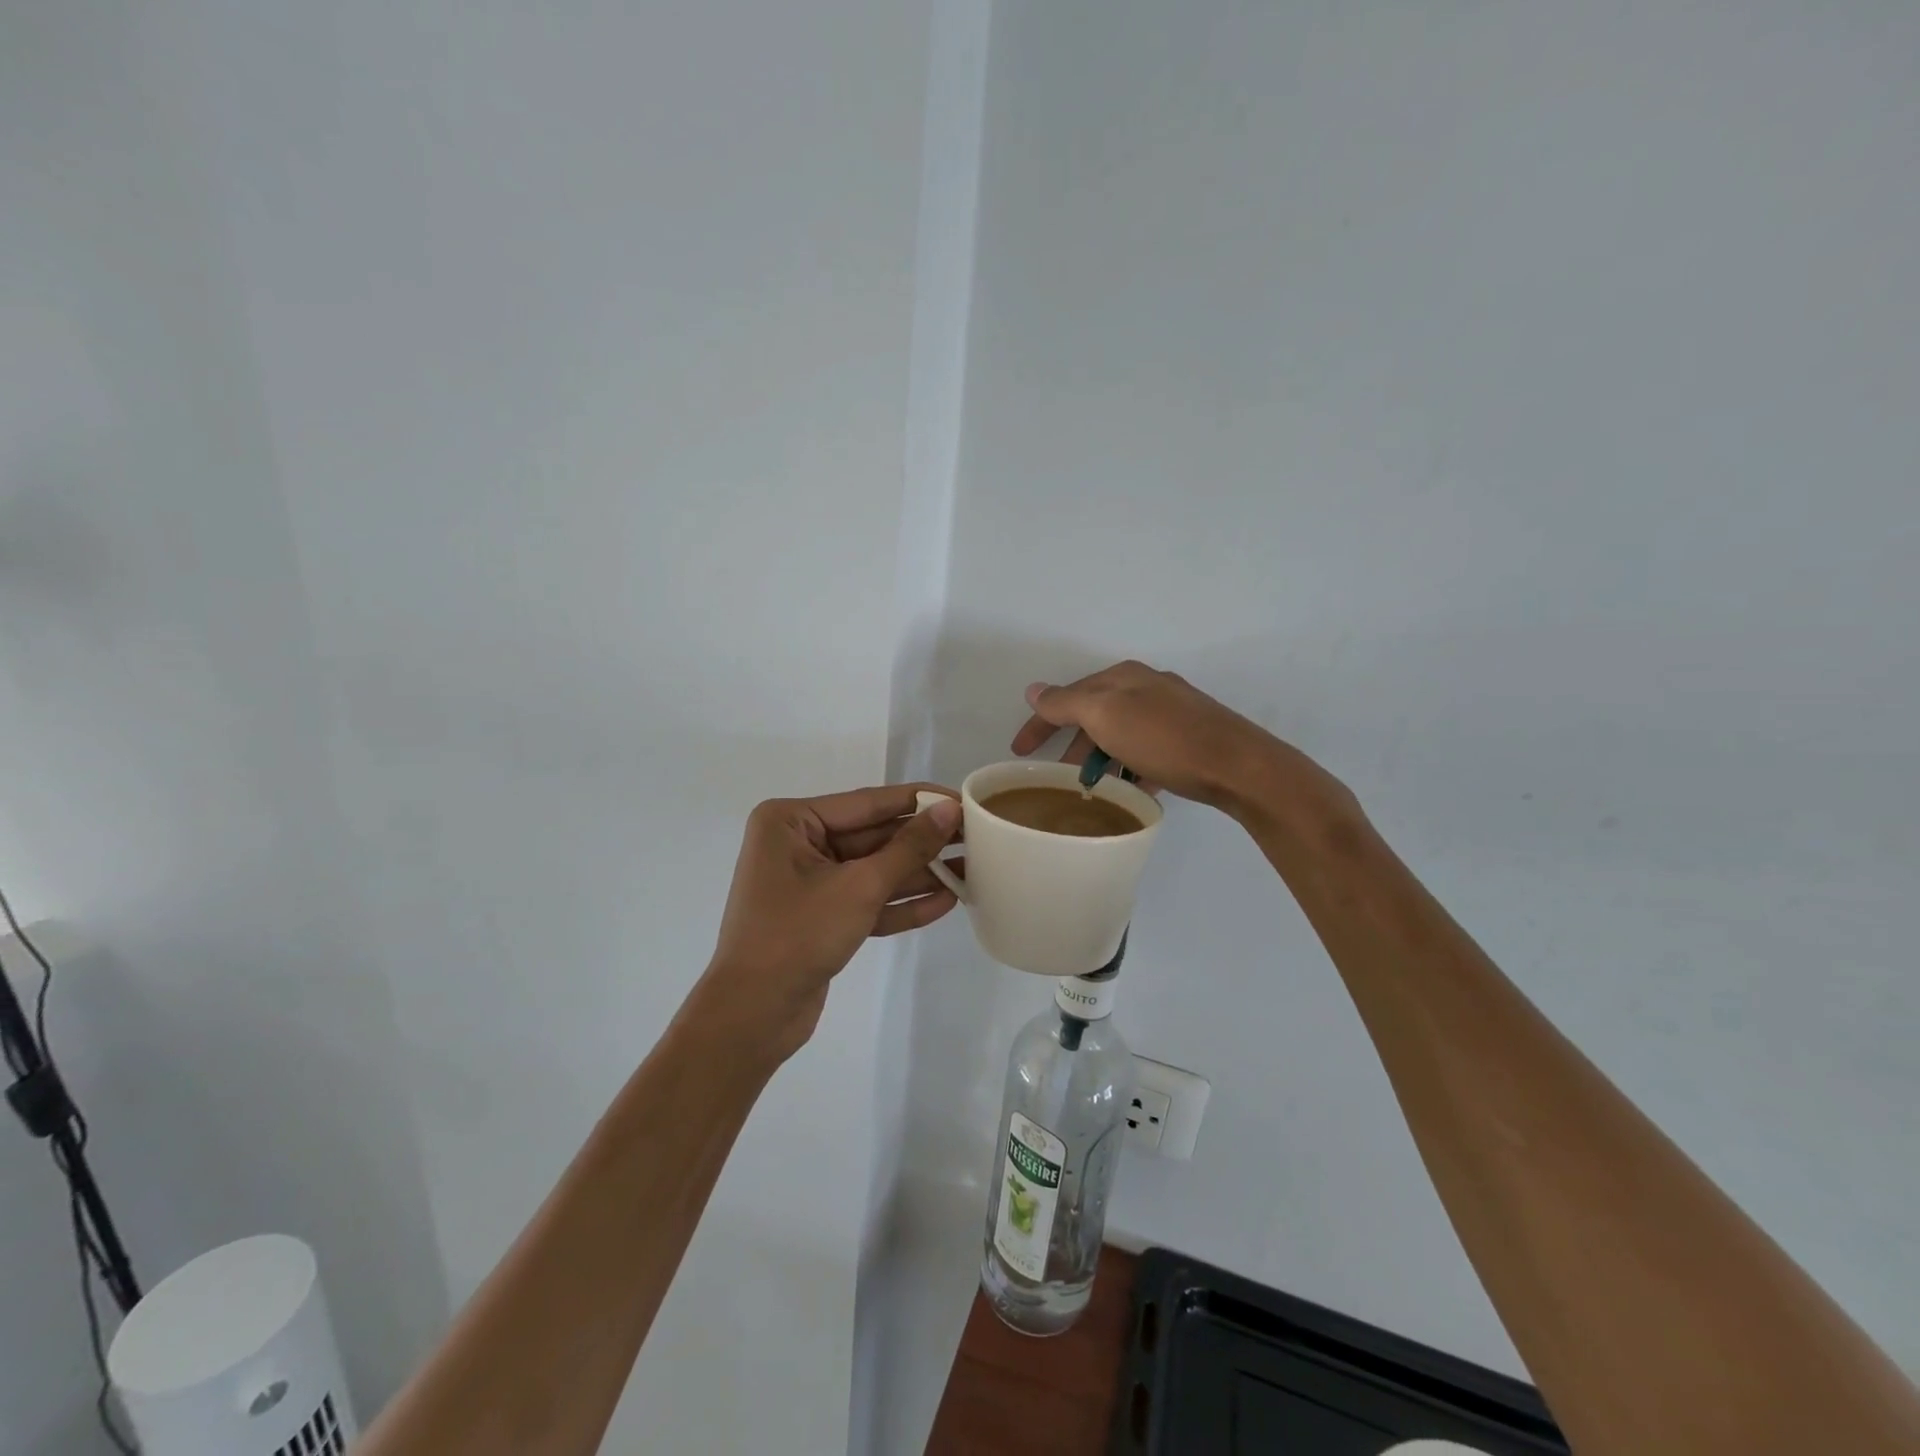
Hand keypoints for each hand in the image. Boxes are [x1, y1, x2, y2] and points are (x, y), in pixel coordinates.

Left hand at [702, 784, 960, 1060]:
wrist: (753, 1016)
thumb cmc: (798, 935)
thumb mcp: (860, 886)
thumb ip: (909, 847)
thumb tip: (950, 810)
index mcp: (791, 821)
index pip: (868, 803)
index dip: (919, 800)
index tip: (962, 798)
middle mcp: (797, 843)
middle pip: (873, 836)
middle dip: (922, 842)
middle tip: (976, 837)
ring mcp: (808, 882)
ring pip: (873, 870)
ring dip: (918, 874)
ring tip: (971, 870)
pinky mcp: (821, 916)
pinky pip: (866, 900)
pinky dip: (900, 902)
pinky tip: (946, 902)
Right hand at [1011, 660, 1280, 810]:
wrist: (1239, 766)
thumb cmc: (1165, 738)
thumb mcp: (1106, 715)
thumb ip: (1066, 703)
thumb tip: (1034, 689)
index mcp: (1123, 677)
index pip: (1067, 696)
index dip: (1039, 723)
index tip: (1017, 752)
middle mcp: (1146, 687)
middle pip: (1094, 714)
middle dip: (1072, 744)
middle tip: (1056, 776)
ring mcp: (1171, 712)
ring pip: (1120, 734)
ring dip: (1101, 759)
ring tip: (1092, 789)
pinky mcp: (1189, 738)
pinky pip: (1145, 752)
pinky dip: (1130, 768)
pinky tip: (1131, 790)